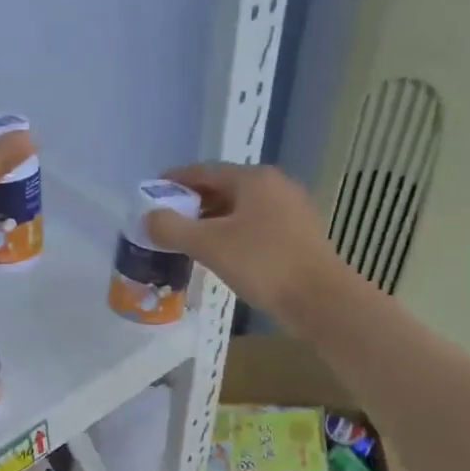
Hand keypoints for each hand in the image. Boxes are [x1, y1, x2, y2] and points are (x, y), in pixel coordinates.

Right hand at [145, 162, 351, 317]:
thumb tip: (149, 218)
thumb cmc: (262, 263)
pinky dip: (233, 233)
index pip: (204, 171)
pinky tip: (222, 254)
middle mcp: (276, 185)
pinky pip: (256, 225)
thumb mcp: (208, 244)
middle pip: (224, 188)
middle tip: (167, 222)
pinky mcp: (299, 234)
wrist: (320, 299)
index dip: (175, 180)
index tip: (153, 192)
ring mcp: (292, 210)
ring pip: (241, 209)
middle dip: (193, 203)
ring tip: (190, 240)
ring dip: (212, 221)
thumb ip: (172, 228)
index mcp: (254, 179)